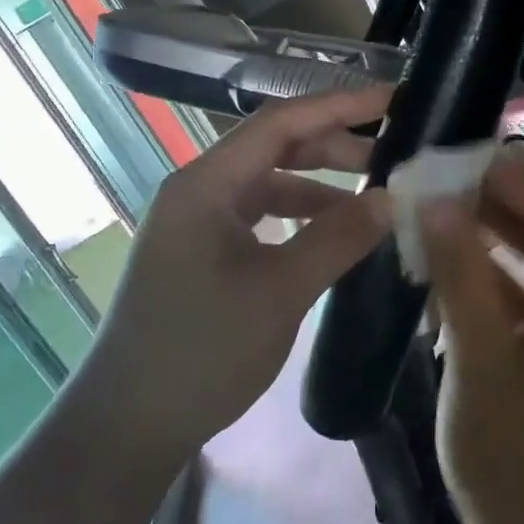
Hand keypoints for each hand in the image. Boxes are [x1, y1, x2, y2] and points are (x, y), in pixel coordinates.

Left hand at [81, 86, 393, 454]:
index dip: (339, 105)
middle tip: (393, 159)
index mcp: (205, 184)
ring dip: (320, 187)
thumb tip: (391, 198)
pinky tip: (332, 237)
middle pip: (274, 148)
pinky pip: (259, 218)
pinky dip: (299, 219)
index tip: (393, 100)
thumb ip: (337, 239)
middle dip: (334, 147)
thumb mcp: (279, 292)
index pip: (280, 123)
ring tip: (372, 202)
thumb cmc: (201, 351)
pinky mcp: (202, 254)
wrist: (129, 423)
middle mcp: (198, 191)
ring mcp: (197, 224)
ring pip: (268, 185)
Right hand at [421, 158, 523, 523]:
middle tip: (456, 185)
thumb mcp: (478, 360)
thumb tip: (438, 204)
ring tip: (450, 213)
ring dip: (506, 233)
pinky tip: (456, 264)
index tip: (471, 171)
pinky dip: (502, 273)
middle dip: (516, 202)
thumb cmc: (511, 458)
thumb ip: (460, 276)